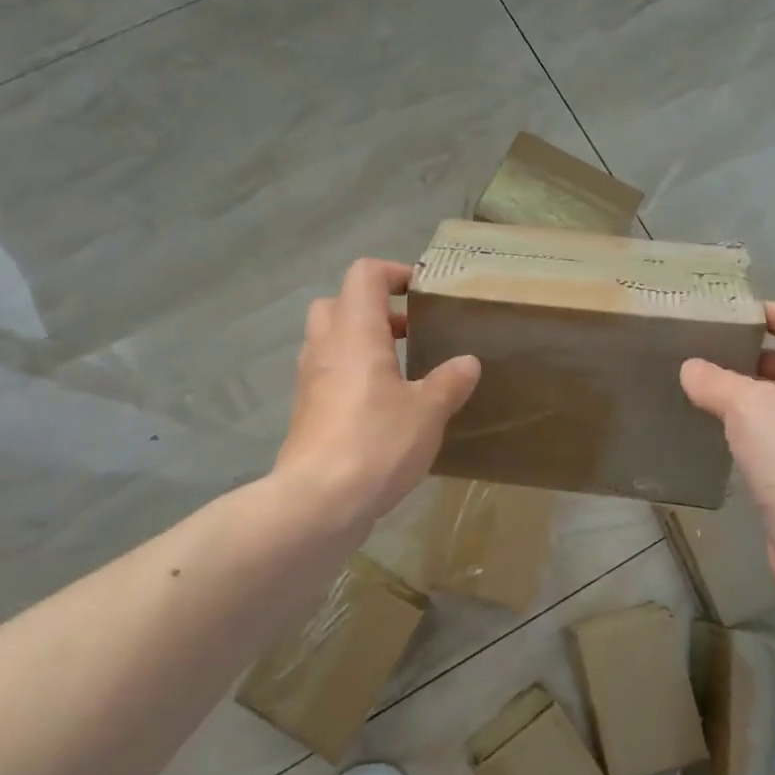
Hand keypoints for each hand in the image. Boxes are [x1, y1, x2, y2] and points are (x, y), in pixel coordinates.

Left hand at [275, 258, 480, 533]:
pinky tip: (383, 405)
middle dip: (373, 309)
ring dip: (362, 343)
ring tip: (402, 368)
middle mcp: (326, 347)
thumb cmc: (377, 442)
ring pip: (330, 340)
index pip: (364, 274)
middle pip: (339, 303)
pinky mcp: (307, 412)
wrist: (318, 502)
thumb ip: (449, 382)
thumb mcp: (427, 412)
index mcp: (355, 331)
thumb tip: (467, 363)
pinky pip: (328, 375)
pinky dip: (352, 375)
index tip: (423, 293)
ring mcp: (310, 380)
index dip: (394, 273)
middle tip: (409, 330)